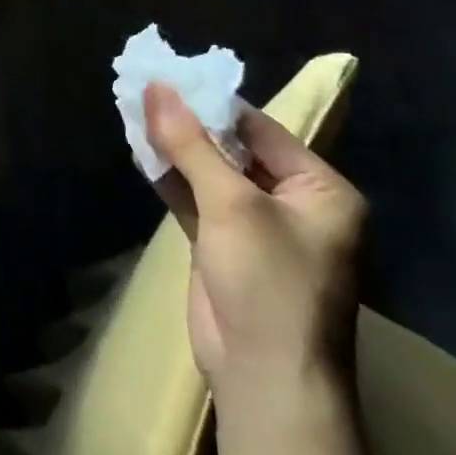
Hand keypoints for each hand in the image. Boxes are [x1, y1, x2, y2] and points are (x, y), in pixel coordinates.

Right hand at [143, 84, 364, 411]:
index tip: (168, 77)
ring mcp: (257, 227)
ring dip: (176, 149)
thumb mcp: (231, 205)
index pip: (261, 130)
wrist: (265, 377)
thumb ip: (191, 144)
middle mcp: (294, 203)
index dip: (212, 103)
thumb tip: (156, 88)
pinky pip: (197, 200)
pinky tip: (142, 152)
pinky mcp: (225, 247)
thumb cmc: (268, 283)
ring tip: (135, 111)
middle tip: (144, 90)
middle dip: (190, 124)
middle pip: (234, 149)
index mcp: (321, 189)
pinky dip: (172, 179)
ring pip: (211, 174)